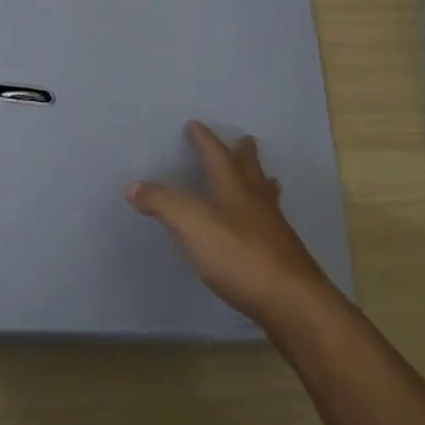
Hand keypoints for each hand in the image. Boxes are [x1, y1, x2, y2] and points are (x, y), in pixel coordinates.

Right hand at [128, 122, 337, 331]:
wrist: (290, 299)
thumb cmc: (238, 255)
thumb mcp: (191, 225)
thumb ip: (162, 203)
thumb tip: (133, 185)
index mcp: (233, 187)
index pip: (216, 154)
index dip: (204, 139)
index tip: (195, 125)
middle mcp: (256, 200)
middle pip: (250, 168)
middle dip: (243, 153)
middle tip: (244, 140)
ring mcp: (273, 227)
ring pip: (266, 194)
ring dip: (260, 180)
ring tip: (264, 177)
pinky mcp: (282, 253)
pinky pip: (270, 221)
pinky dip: (264, 213)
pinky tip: (263, 226)